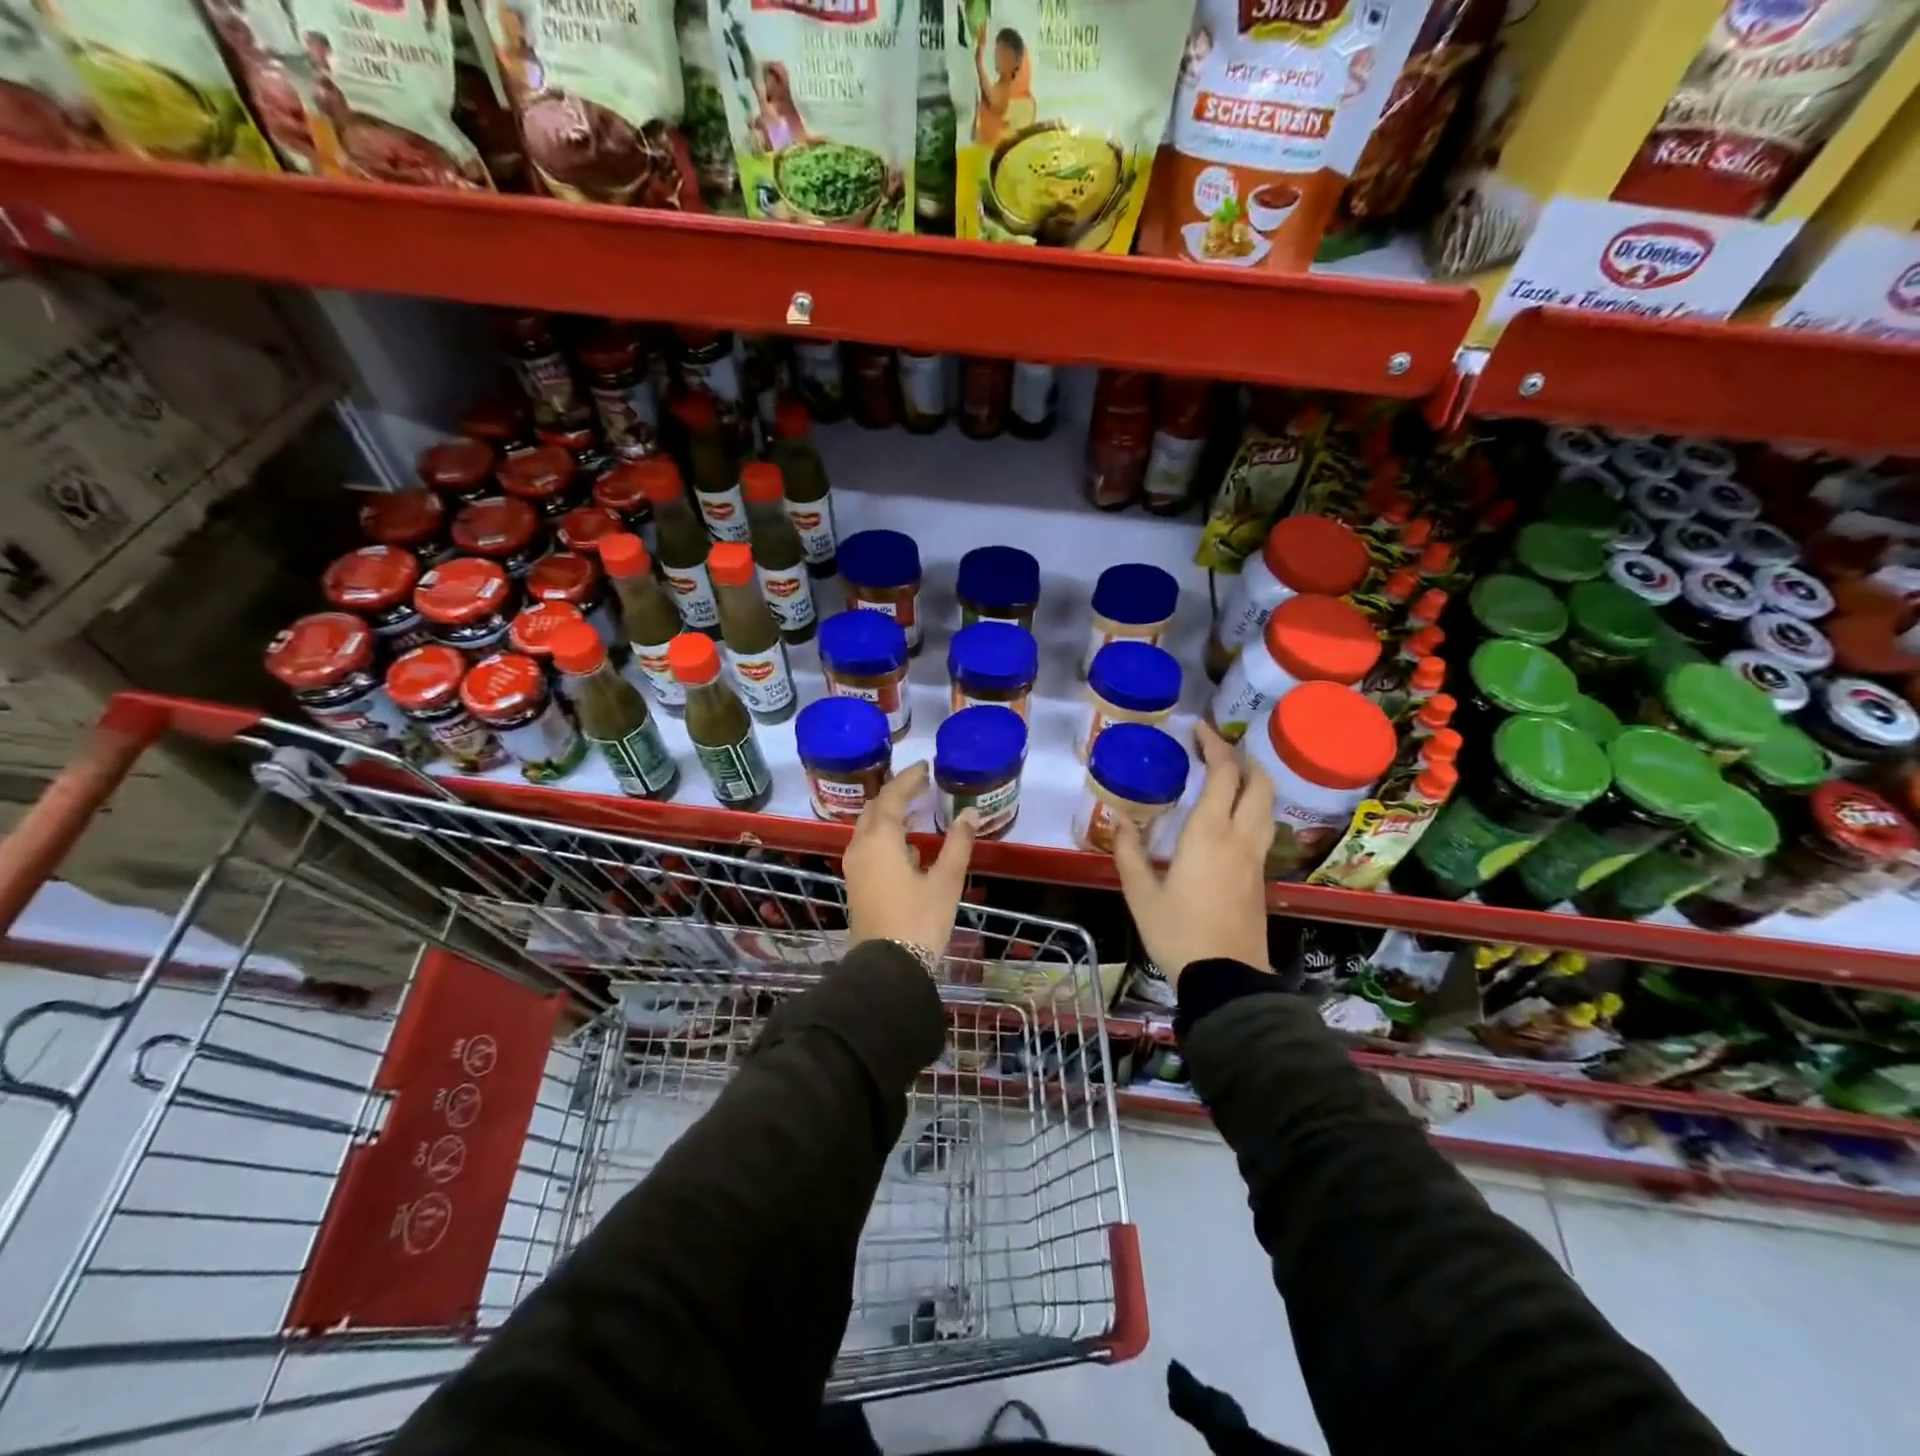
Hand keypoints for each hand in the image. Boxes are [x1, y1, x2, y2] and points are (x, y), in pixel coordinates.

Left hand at [844, 763, 977, 958]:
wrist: (887, 967)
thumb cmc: (919, 920)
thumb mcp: (946, 881)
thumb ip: (958, 844)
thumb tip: (970, 814)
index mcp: (880, 840)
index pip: (891, 796)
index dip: (908, 779)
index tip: (925, 767)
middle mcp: (861, 847)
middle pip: (874, 808)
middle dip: (895, 793)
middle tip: (919, 784)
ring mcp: (855, 866)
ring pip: (868, 827)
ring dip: (888, 813)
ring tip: (913, 808)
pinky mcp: (857, 883)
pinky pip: (868, 845)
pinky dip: (884, 833)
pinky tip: (905, 844)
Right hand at [1112, 722, 1273, 982]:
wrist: (1225, 977)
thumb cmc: (1177, 932)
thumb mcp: (1140, 892)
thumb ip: (1129, 851)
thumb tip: (1119, 819)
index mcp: (1209, 834)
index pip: (1224, 774)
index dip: (1214, 746)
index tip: (1198, 729)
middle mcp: (1240, 837)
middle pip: (1258, 782)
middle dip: (1241, 757)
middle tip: (1215, 748)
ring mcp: (1256, 857)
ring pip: (1267, 803)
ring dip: (1252, 780)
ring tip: (1226, 775)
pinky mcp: (1260, 876)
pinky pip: (1263, 825)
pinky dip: (1252, 805)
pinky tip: (1230, 815)